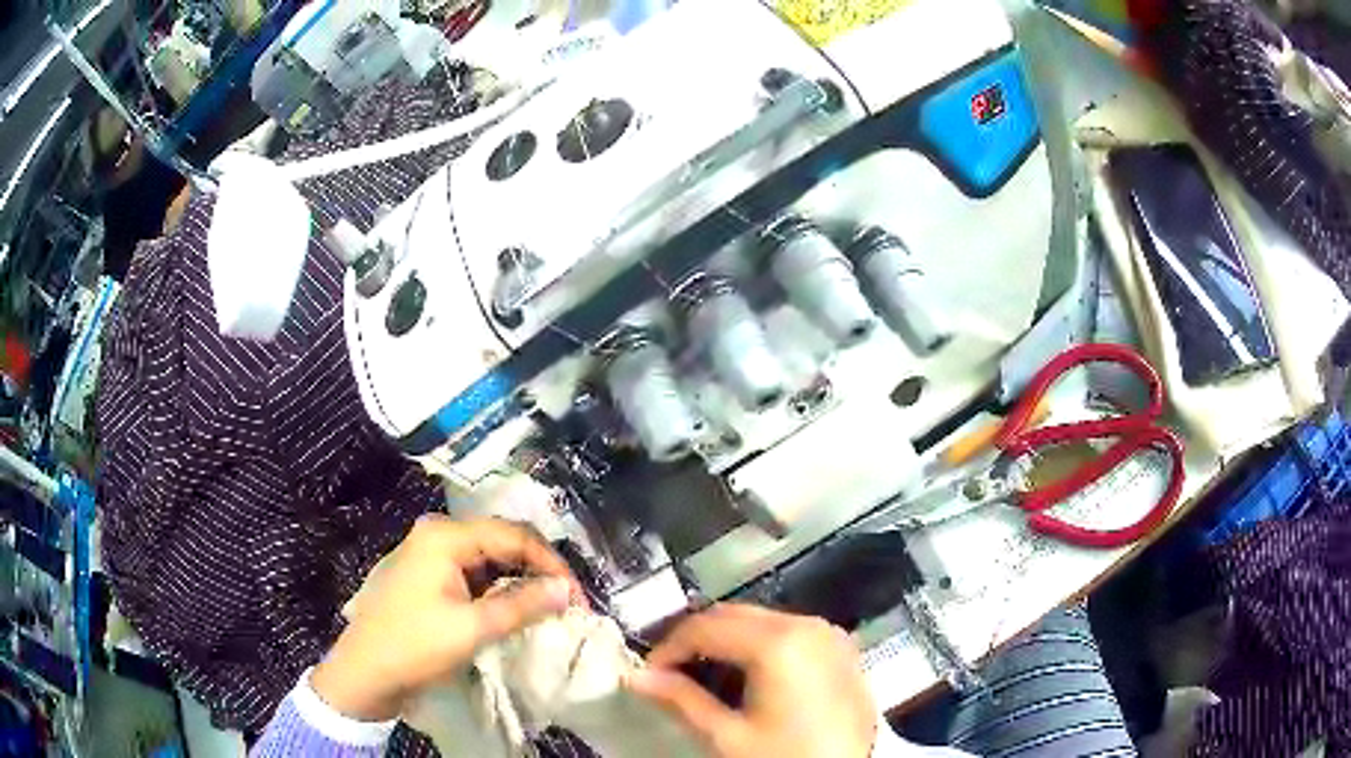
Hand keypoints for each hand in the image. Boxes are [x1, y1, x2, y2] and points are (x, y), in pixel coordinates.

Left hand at [312, 515, 581, 720]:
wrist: (365, 674)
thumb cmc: (415, 646)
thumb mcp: (472, 628)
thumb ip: (523, 605)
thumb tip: (567, 590)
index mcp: (444, 536)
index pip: (513, 535)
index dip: (550, 564)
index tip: (577, 598)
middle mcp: (437, 534)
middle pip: (501, 542)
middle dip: (537, 570)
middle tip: (566, 603)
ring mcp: (430, 555)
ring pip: (489, 559)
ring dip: (519, 581)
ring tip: (546, 608)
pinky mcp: (429, 577)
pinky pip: (473, 574)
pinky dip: (497, 590)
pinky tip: (514, 610)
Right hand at [629, 604, 875, 757]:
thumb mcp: (728, 737)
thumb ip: (681, 701)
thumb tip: (636, 678)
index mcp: (777, 643)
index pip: (704, 627)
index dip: (669, 647)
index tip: (648, 674)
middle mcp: (805, 624)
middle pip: (733, 615)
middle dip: (696, 639)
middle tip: (671, 673)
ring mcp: (829, 633)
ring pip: (761, 619)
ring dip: (727, 640)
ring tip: (705, 676)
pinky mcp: (841, 647)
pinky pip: (790, 631)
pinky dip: (760, 644)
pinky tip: (749, 676)